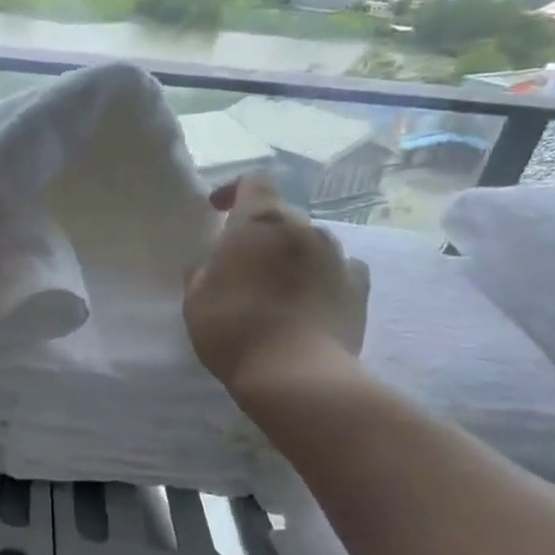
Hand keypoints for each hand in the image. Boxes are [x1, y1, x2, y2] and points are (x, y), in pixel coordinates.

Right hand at [184, 173, 370, 401]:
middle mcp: (303, 228)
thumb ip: (201, 274)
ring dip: (293, 255)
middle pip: (282, 215)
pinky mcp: (359, 287)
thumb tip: (207, 266)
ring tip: (278, 287)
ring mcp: (337, 256)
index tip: (218, 210)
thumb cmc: (234, 329)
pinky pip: (341, 269)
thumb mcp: (196, 302)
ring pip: (311, 242)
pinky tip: (313, 298)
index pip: (254, 180)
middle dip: (262, 233)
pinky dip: (324, 276)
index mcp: (259, 222)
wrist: (295, 374)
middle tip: (243, 265)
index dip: (235, 190)